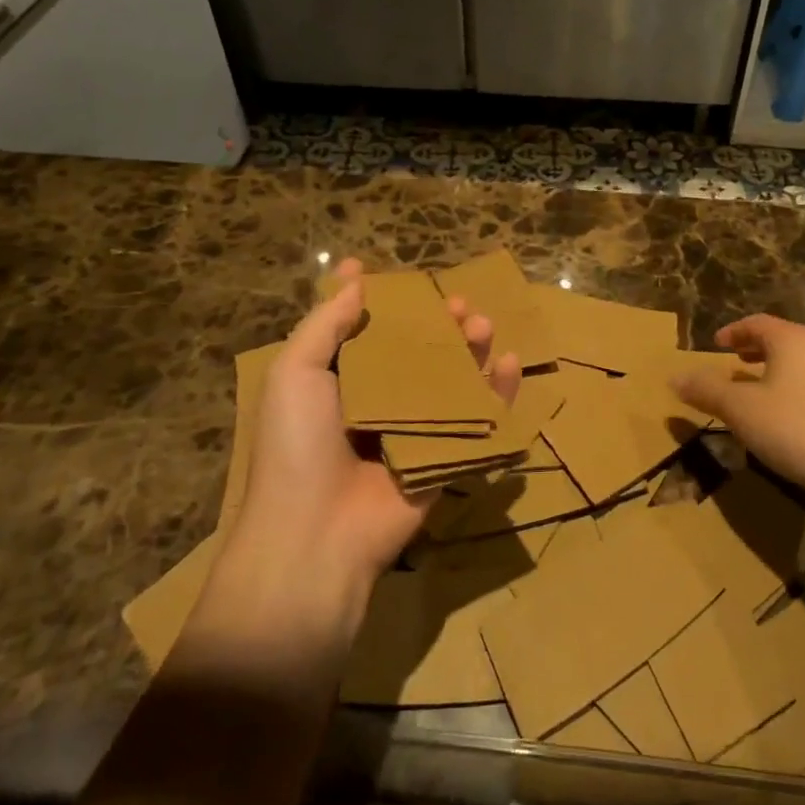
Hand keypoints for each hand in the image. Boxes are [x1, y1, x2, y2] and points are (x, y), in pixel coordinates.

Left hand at [191, 259, 520, 663]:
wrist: (316, 536)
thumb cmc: (297, 445)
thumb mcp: (294, 374)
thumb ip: (324, 324)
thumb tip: (355, 278)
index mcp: (337, 384)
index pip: (359, 332)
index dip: (370, 301)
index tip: (378, 269)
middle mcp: (378, 403)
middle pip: (415, 352)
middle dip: (436, 324)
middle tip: (457, 303)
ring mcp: (415, 432)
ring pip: (451, 381)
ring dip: (471, 350)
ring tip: (483, 324)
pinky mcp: (445, 459)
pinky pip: (479, 421)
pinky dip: (499, 392)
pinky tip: (509, 363)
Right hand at [673, 315, 804, 508]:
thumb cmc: (798, 431)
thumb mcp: (741, 412)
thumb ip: (707, 391)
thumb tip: (675, 377)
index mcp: (794, 341)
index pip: (758, 323)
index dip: (734, 331)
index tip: (717, 344)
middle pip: (784, 341)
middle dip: (757, 350)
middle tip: (736, 363)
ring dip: (780, 372)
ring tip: (763, 393)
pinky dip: (801, 391)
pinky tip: (796, 420)